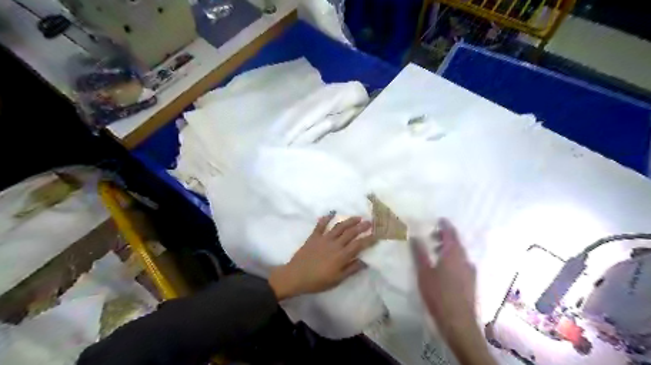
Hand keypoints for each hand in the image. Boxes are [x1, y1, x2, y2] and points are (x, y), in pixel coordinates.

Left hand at [267, 214, 373, 299]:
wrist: (295, 276)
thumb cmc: (317, 281)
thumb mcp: (337, 279)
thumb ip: (351, 269)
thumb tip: (365, 262)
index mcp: (342, 255)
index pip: (359, 245)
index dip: (369, 239)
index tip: (377, 234)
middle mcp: (335, 244)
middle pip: (351, 233)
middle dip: (362, 226)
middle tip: (370, 222)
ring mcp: (324, 239)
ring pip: (339, 227)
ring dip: (349, 221)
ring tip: (357, 217)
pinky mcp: (314, 237)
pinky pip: (321, 225)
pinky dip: (326, 218)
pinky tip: (331, 213)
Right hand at [414, 219, 496, 363]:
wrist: (458, 322)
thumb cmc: (438, 294)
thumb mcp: (424, 272)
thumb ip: (419, 253)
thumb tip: (414, 236)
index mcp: (453, 254)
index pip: (451, 233)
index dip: (445, 225)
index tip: (439, 219)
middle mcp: (464, 260)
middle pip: (456, 243)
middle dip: (444, 237)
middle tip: (431, 237)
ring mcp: (470, 271)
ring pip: (459, 254)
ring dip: (447, 249)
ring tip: (434, 253)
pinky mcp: (471, 282)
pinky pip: (461, 263)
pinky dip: (452, 259)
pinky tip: (444, 268)